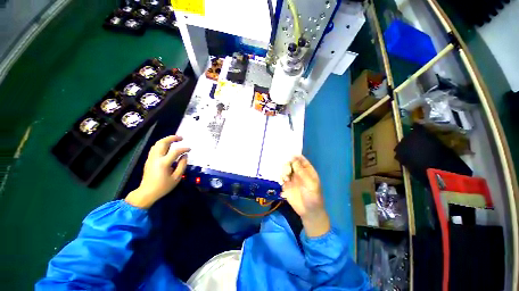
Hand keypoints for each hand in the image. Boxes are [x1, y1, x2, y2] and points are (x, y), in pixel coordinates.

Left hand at [125, 136, 189, 208]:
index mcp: (163, 163)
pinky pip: (155, 148)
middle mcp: (156, 158)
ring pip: (157, 144)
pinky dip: (162, 144)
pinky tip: (167, 147)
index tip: (189, 149)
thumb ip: (182, 165)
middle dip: (172, 138)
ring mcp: (151, 158)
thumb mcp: (177, 178)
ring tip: (175, 140)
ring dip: (166, 140)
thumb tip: (185, 155)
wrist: (147, 193)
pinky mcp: (148, 160)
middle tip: (181, 137)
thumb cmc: (163, 186)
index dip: (184, 149)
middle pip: (162, 143)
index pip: (175, 151)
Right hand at [281, 155, 330, 236]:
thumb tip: (294, 159)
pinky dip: (281, 177)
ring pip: (286, 170)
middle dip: (288, 163)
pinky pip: (281, 177)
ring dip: (284, 170)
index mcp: (307, 171)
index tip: (290, 153)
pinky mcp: (286, 185)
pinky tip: (282, 180)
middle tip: (287, 167)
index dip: (297, 156)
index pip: (302, 161)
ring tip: (286, 177)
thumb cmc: (313, 197)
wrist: (308, 212)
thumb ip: (302, 172)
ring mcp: (292, 179)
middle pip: (292, 164)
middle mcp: (299, 173)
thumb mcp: (310, 184)